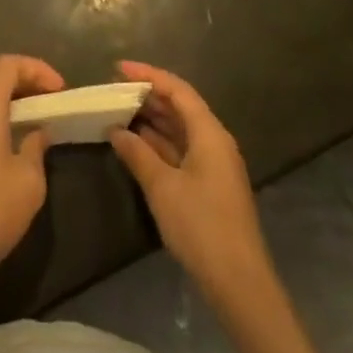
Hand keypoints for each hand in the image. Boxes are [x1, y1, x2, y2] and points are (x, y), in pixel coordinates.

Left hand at [0, 55, 64, 283]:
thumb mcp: (29, 179)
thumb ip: (36, 147)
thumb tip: (38, 133)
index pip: (7, 64)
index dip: (36, 68)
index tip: (60, 89)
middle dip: (23, 77)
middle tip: (49, 96)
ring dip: (11, 97)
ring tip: (39, 115)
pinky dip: (0, 114)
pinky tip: (18, 138)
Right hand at [108, 61, 274, 303]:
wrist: (239, 284)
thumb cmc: (201, 226)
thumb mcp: (162, 187)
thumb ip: (137, 153)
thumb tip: (116, 130)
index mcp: (209, 134)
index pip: (178, 90)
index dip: (148, 75)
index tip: (118, 68)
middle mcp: (215, 142)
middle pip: (180, 107)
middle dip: (147, 96)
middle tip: (113, 90)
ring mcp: (214, 165)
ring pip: (179, 129)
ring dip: (151, 119)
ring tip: (118, 111)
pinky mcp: (209, 185)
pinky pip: (180, 149)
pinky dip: (157, 143)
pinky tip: (134, 144)